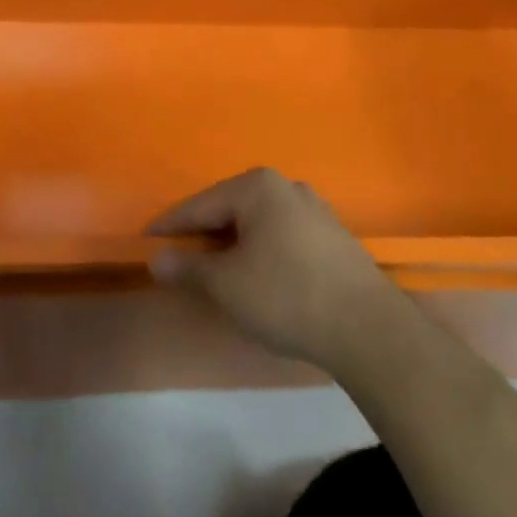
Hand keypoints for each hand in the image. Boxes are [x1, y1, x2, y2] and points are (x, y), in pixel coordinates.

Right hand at [147, 168, 408, 376]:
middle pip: (230, 209)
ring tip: (216, 268)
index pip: (200, 204)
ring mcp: (314, 209)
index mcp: (257, 187)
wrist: (369, 329)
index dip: (170, 225)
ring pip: (257, 223)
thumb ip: (188, 268)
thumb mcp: (226, 285)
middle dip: (204, 233)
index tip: (146, 239)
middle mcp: (286, 187)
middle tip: (179, 256)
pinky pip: (281, 236)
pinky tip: (258, 275)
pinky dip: (261, 251)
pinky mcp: (333, 236)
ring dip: (234, 243)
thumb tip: (156, 259)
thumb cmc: (286, 296)